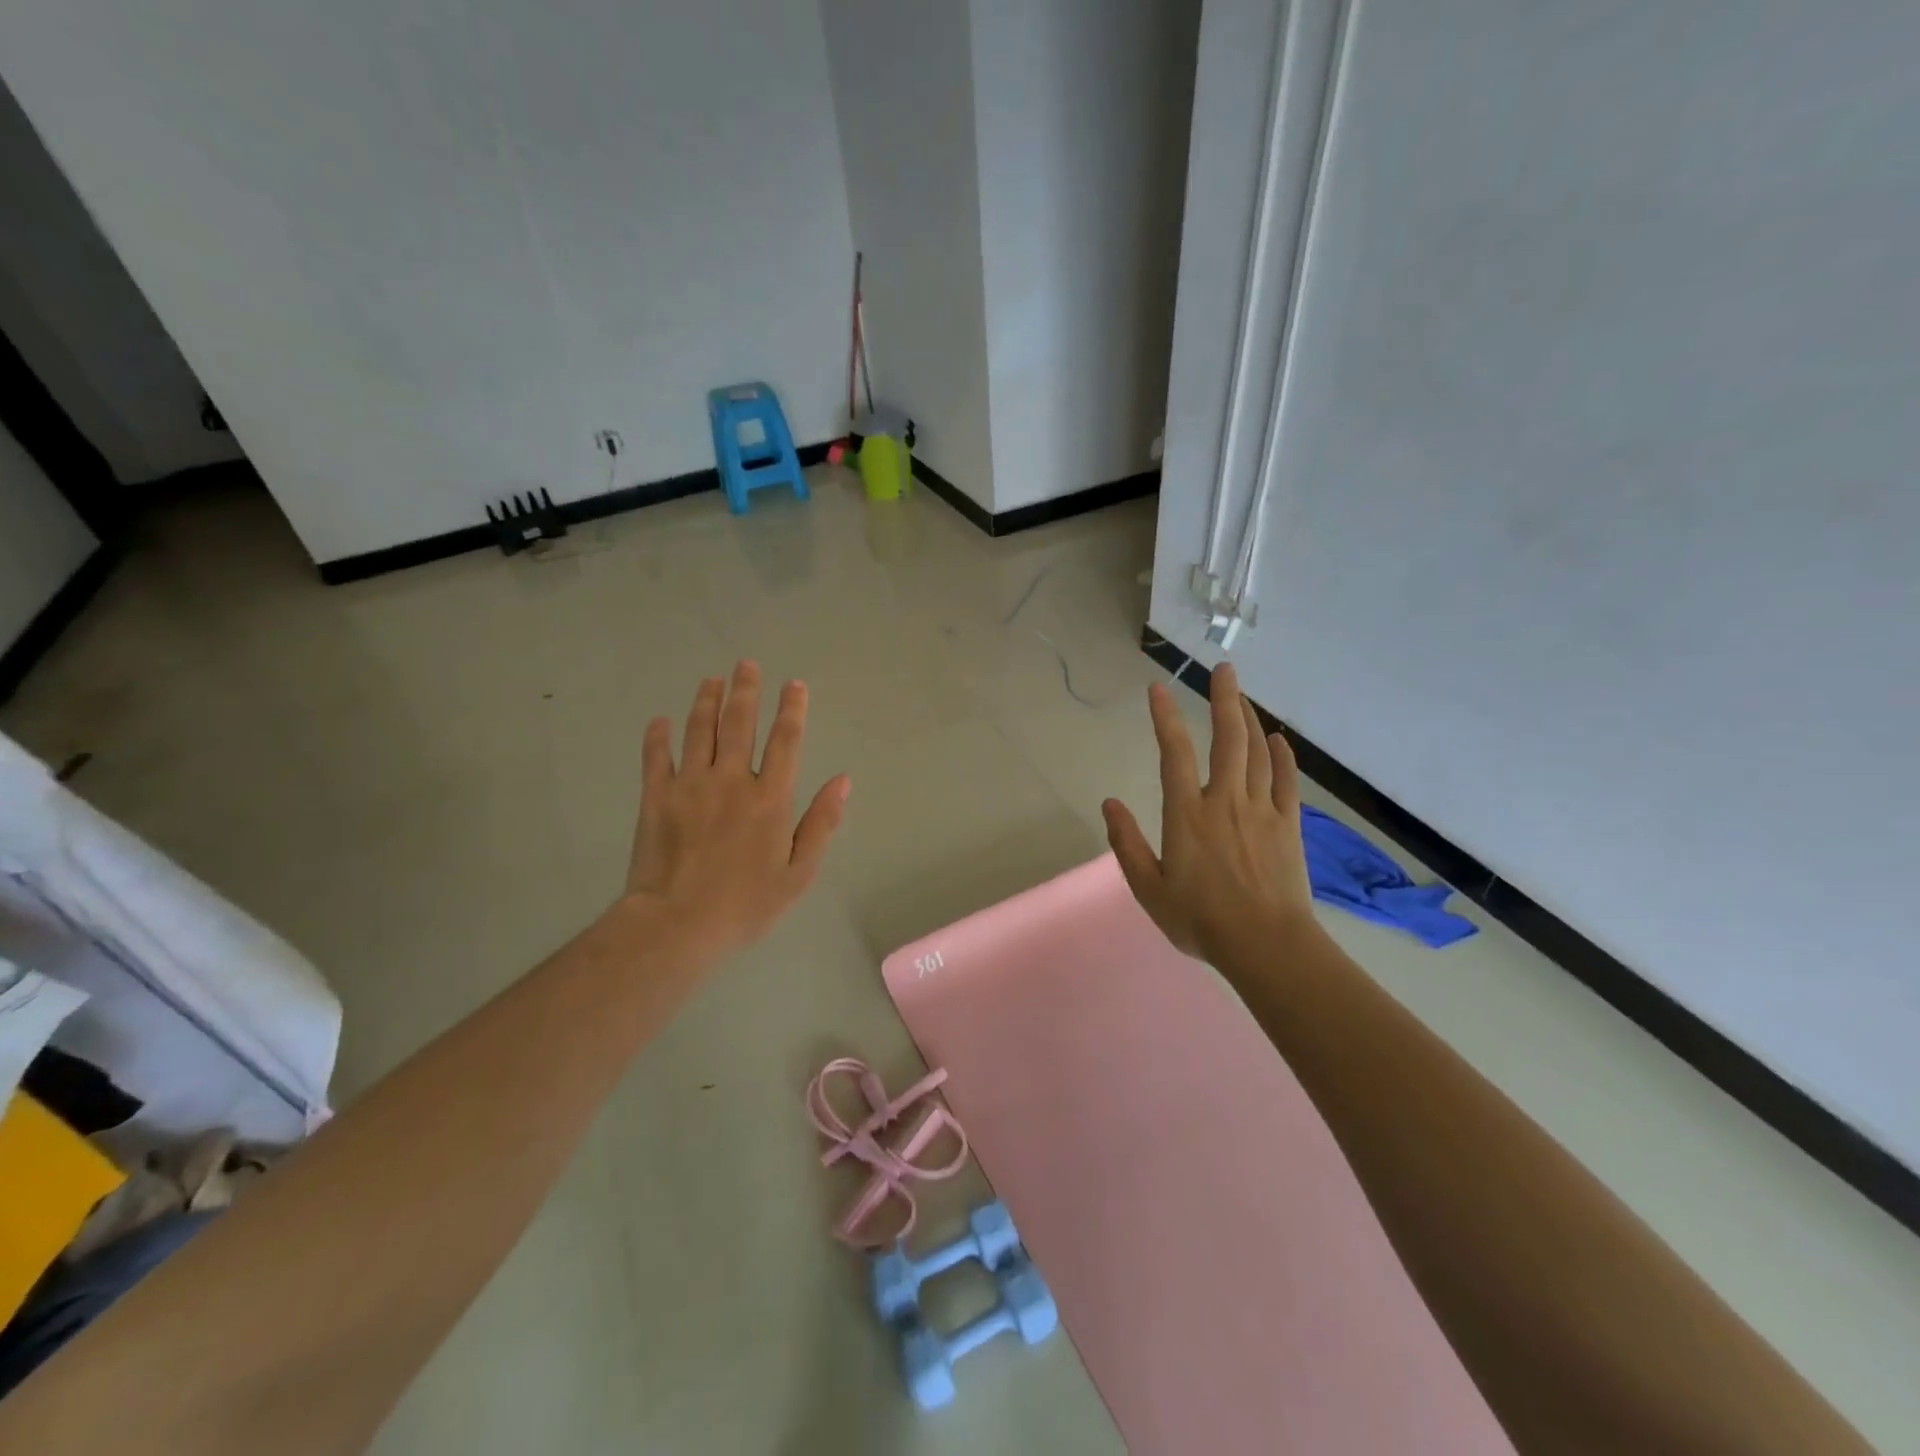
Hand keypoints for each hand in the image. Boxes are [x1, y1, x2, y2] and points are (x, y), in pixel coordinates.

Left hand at [620, 661, 849, 969]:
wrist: (677, 926)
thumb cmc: (746, 905)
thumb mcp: (799, 873)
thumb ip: (821, 823)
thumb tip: (842, 780)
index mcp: (770, 798)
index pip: (785, 740)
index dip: (792, 709)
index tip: (794, 684)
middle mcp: (731, 780)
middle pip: (739, 723)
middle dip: (746, 690)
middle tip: (746, 664)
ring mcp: (690, 785)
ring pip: (698, 730)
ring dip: (706, 701)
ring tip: (711, 680)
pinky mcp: (655, 797)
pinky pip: (656, 757)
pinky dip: (658, 736)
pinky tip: (660, 720)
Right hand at [1102, 663, 1316, 969]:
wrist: (1266, 946)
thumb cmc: (1200, 920)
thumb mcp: (1148, 888)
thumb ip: (1126, 843)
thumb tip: (1109, 804)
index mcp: (1187, 814)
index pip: (1174, 753)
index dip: (1165, 718)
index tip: (1158, 689)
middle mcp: (1225, 801)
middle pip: (1226, 739)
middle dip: (1223, 699)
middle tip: (1224, 668)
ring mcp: (1261, 810)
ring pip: (1257, 753)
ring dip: (1249, 719)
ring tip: (1242, 695)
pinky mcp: (1288, 825)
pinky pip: (1287, 781)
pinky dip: (1282, 756)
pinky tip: (1278, 739)